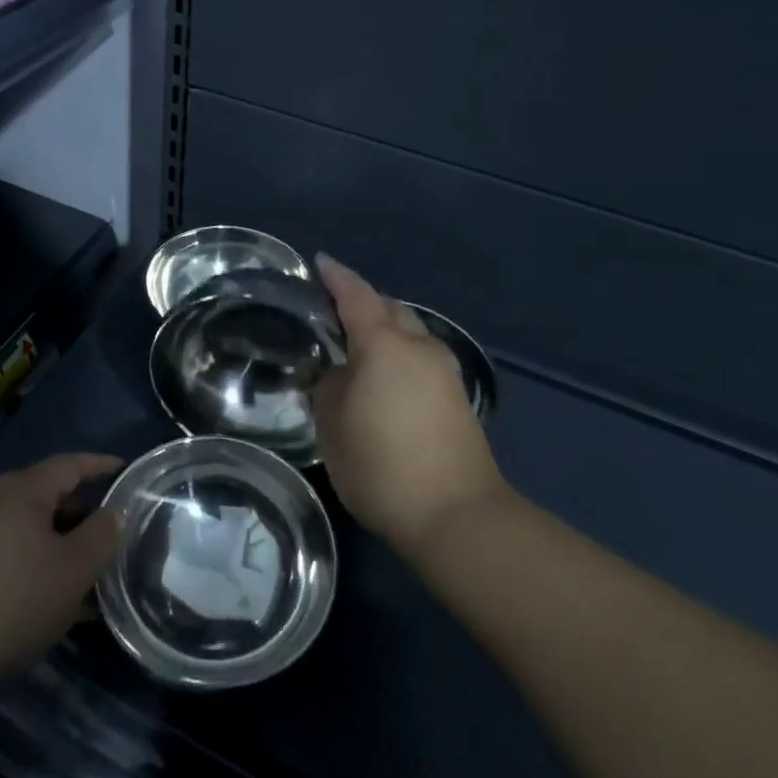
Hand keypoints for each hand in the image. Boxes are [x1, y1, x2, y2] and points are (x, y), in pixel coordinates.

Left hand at [0, 453, 123, 689]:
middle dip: (83, 512)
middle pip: (49, 495)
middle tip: (114, 529)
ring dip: (61, 544)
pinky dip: (37, 565)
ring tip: (90, 571)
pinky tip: (53, 600)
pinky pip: (11, 553)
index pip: (71, 464)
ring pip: (30, 529)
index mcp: (24, 489)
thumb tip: (114, 513)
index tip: (127, 470)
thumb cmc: (13, 600)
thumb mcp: (73, 570)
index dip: (102, 465)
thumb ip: (101, 536)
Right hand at [312, 255, 511, 555]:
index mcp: (384, 343)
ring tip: (357, 342)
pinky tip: (385, 373)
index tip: (319, 262)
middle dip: (362, 300)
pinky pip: (420, 355)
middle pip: (388, 307)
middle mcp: (418, 346)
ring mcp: (444, 370)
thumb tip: (339, 372)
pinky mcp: (457, 396)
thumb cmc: (382, 465)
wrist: (457, 516)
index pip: (355, 295)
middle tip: (333, 308)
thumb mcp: (333, 425)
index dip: (336, 276)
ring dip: (384, 326)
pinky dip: (399, 351)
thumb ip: (329, 386)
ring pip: (409, 330)